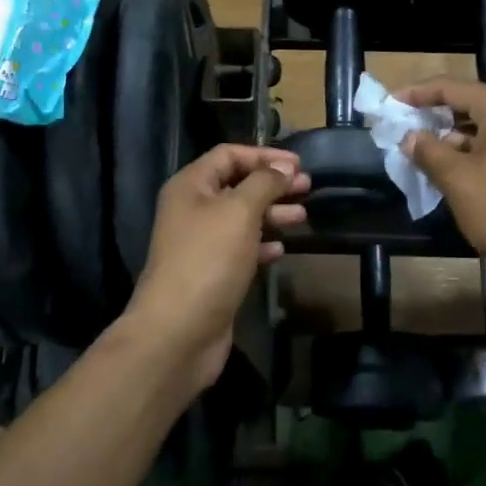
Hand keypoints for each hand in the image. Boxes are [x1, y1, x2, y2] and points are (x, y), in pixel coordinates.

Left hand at [118, 144, 308, 392]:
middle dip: (273, 184)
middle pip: (237, 185)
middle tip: (307, 188)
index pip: (228, 155)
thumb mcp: (240, 211)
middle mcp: (192, 210)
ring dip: (272, 214)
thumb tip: (282, 168)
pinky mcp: (211, 274)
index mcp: (190, 186)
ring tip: (303, 217)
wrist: (178, 331)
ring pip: (241, 219)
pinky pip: (241, 250)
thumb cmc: (208, 259)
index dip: (263, 155)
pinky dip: (262, 246)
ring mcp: (200, 244)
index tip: (298, 165)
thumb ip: (264, 183)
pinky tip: (282, 251)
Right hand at [396, 77, 485, 293]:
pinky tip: (451, 171)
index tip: (391, 103)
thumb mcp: (457, 179)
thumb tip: (410, 137)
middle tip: (404, 128)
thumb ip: (429, 151)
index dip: (418, 93)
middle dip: (435, 116)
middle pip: (471, 104)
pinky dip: (473, 152)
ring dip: (453, 137)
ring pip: (485, 128)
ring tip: (422, 153)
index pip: (454, 88)